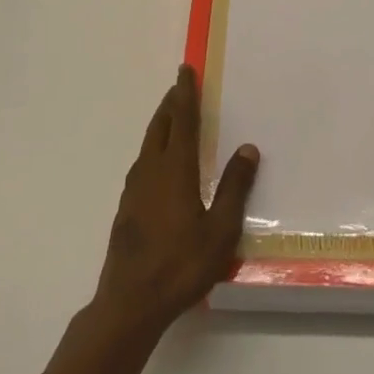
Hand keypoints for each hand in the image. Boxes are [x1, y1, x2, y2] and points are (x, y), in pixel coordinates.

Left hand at [92, 66, 258, 340]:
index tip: (185, 71)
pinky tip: (158, 164)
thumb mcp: (220, 229)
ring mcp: (134, 190)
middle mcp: (151, 171)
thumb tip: (247, 148)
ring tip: (171, 118)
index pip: (182, 121)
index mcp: (175, 170)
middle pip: (160, 127)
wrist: (130, 302)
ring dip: (160, 125)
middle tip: (179, 87)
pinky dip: (153, 148)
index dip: (185, 95)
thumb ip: (234, 187)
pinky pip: (142, 163)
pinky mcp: (126, 208)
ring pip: (148, 145)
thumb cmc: (181, 264)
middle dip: (170, 104)